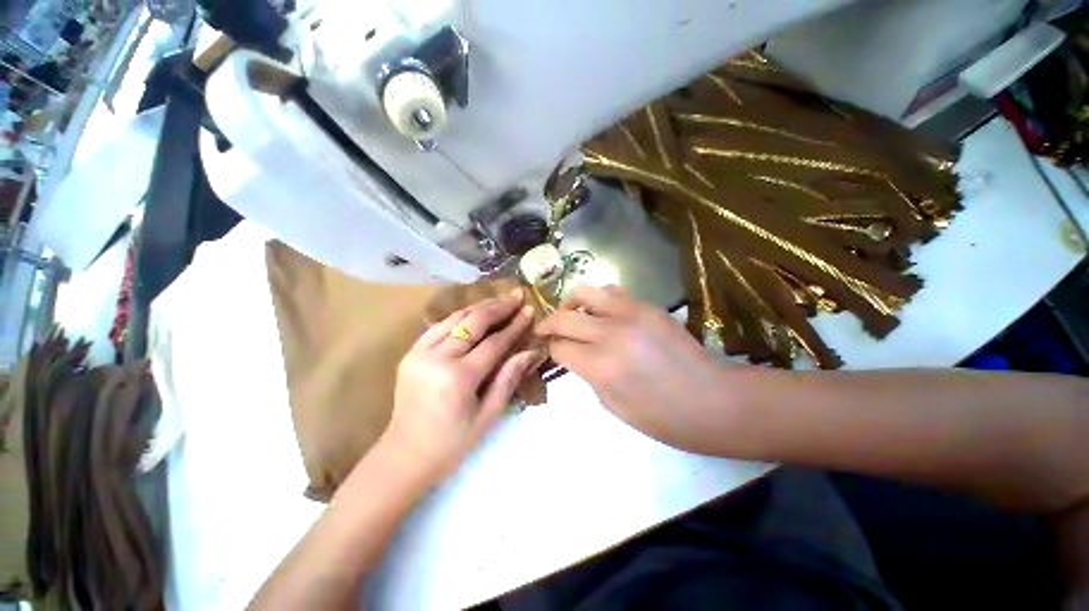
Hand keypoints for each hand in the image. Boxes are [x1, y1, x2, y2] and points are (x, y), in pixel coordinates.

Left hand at [383, 289, 542, 483]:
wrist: (404, 456)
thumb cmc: (452, 443)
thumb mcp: (488, 416)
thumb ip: (509, 379)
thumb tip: (531, 352)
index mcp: (458, 378)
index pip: (494, 343)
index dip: (514, 326)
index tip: (529, 310)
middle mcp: (437, 358)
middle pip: (473, 323)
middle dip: (498, 307)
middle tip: (517, 295)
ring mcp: (419, 353)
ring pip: (455, 319)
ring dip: (479, 307)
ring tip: (500, 299)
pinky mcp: (410, 353)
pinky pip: (438, 326)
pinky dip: (459, 316)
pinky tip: (473, 312)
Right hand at [535, 287, 732, 453]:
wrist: (714, 400)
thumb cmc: (663, 417)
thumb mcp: (613, 405)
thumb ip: (587, 374)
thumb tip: (573, 353)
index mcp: (601, 366)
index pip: (559, 346)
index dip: (550, 348)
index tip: (548, 350)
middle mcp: (611, 333)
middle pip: (563, 316)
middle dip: (548, 323)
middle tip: (546, 330)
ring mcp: (631, 313)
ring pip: (585, 292)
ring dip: (571, 304)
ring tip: (572, 315)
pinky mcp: (648, 305)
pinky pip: (612, 292)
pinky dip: (599, 300)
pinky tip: (602, 313)